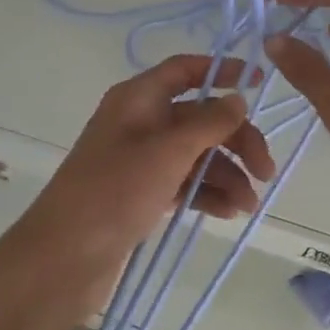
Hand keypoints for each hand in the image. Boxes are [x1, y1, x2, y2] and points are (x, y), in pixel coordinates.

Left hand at [13, 56, 275, 316]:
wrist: (63, 258)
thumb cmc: (115, 191)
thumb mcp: (168, 152)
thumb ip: (208, 123)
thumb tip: (238, 98)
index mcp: (138, 98)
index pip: (185, 70)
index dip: (221, 71)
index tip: (259, 82)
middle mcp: (140, 122)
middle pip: (199, 117)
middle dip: (235, 139)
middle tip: (266, 170)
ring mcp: (140, 160)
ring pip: (195, 154)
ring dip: (226, 174)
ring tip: (248, 204)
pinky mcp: (141, 193)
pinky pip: (184, 182)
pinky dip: (207, 193)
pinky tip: (228, 213)